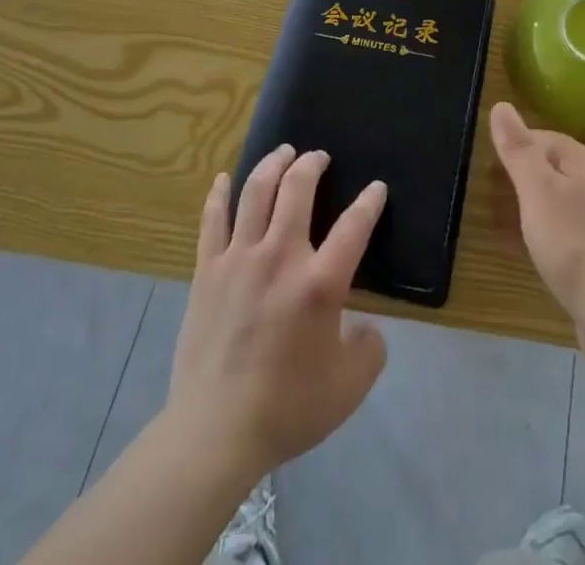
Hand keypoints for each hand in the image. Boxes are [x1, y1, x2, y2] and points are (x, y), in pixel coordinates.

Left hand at [166, 146, 388, 476]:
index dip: (369, 202)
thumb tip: (366, 326)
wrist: (215, 431)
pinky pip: (213, 219)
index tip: (376, 188)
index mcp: (320, 283)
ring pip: (255, 192)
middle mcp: (280, 256)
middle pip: (297, 189)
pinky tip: (224, 179)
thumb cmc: (287, 408)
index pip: (354, 226)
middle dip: (312, 164)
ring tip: (283, 153)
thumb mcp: (349, 387)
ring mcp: (239, 258)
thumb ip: (369, 349)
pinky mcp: (207, 270)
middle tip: (318, 157)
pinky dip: (220, 193)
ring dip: (272, 165)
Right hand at [489, 102, 584, 356]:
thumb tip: (501, 106)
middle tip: (495, 197)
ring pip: (560, 198)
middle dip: (522, 177)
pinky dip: (546, 231)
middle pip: (553, 167)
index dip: (515, 148)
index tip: (491, 170)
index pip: (544, 137)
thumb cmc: (571, 244)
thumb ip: (518, 149)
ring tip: (507, 225)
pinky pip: (569, 228)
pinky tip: (535, 251)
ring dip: (532, 205)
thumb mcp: (537, 190)